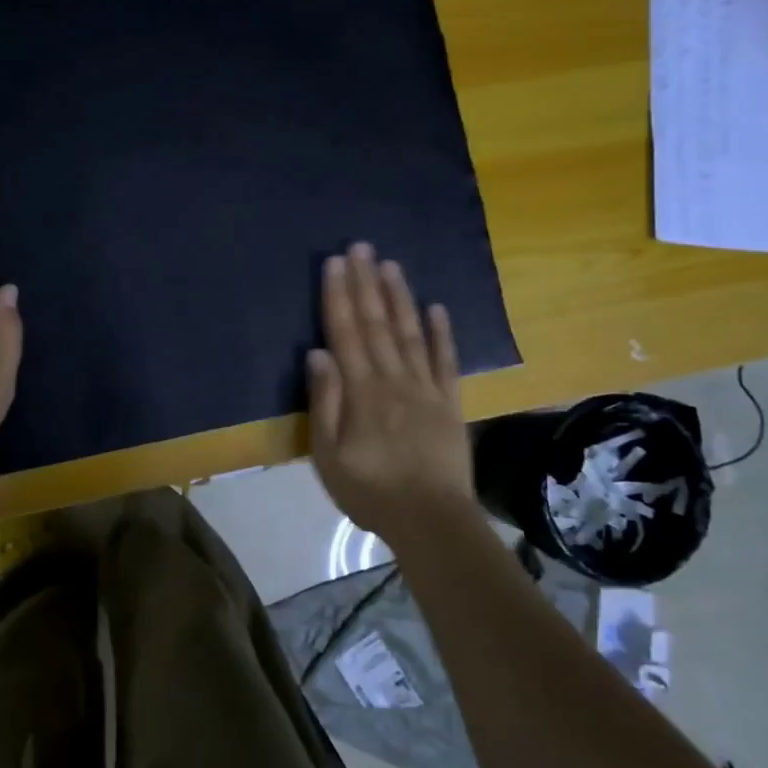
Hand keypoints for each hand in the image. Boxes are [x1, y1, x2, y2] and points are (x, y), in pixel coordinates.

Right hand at [306, 243, 476, 544]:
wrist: (431, 520)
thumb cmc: (371, 491)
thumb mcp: (329, 456)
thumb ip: (326, 402)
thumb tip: (318, 353)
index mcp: (362, 391)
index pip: (346, 333)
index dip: (339, 297)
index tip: (335, 264)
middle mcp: (394, 379)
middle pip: (376, 324)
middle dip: (366, 283)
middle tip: (361, 247)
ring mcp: (426, 389)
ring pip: (410, 333)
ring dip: (398, 297)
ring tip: (390, 265)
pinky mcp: (450, 403)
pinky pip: (446, 361)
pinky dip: (441, 333)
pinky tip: (436, 307)